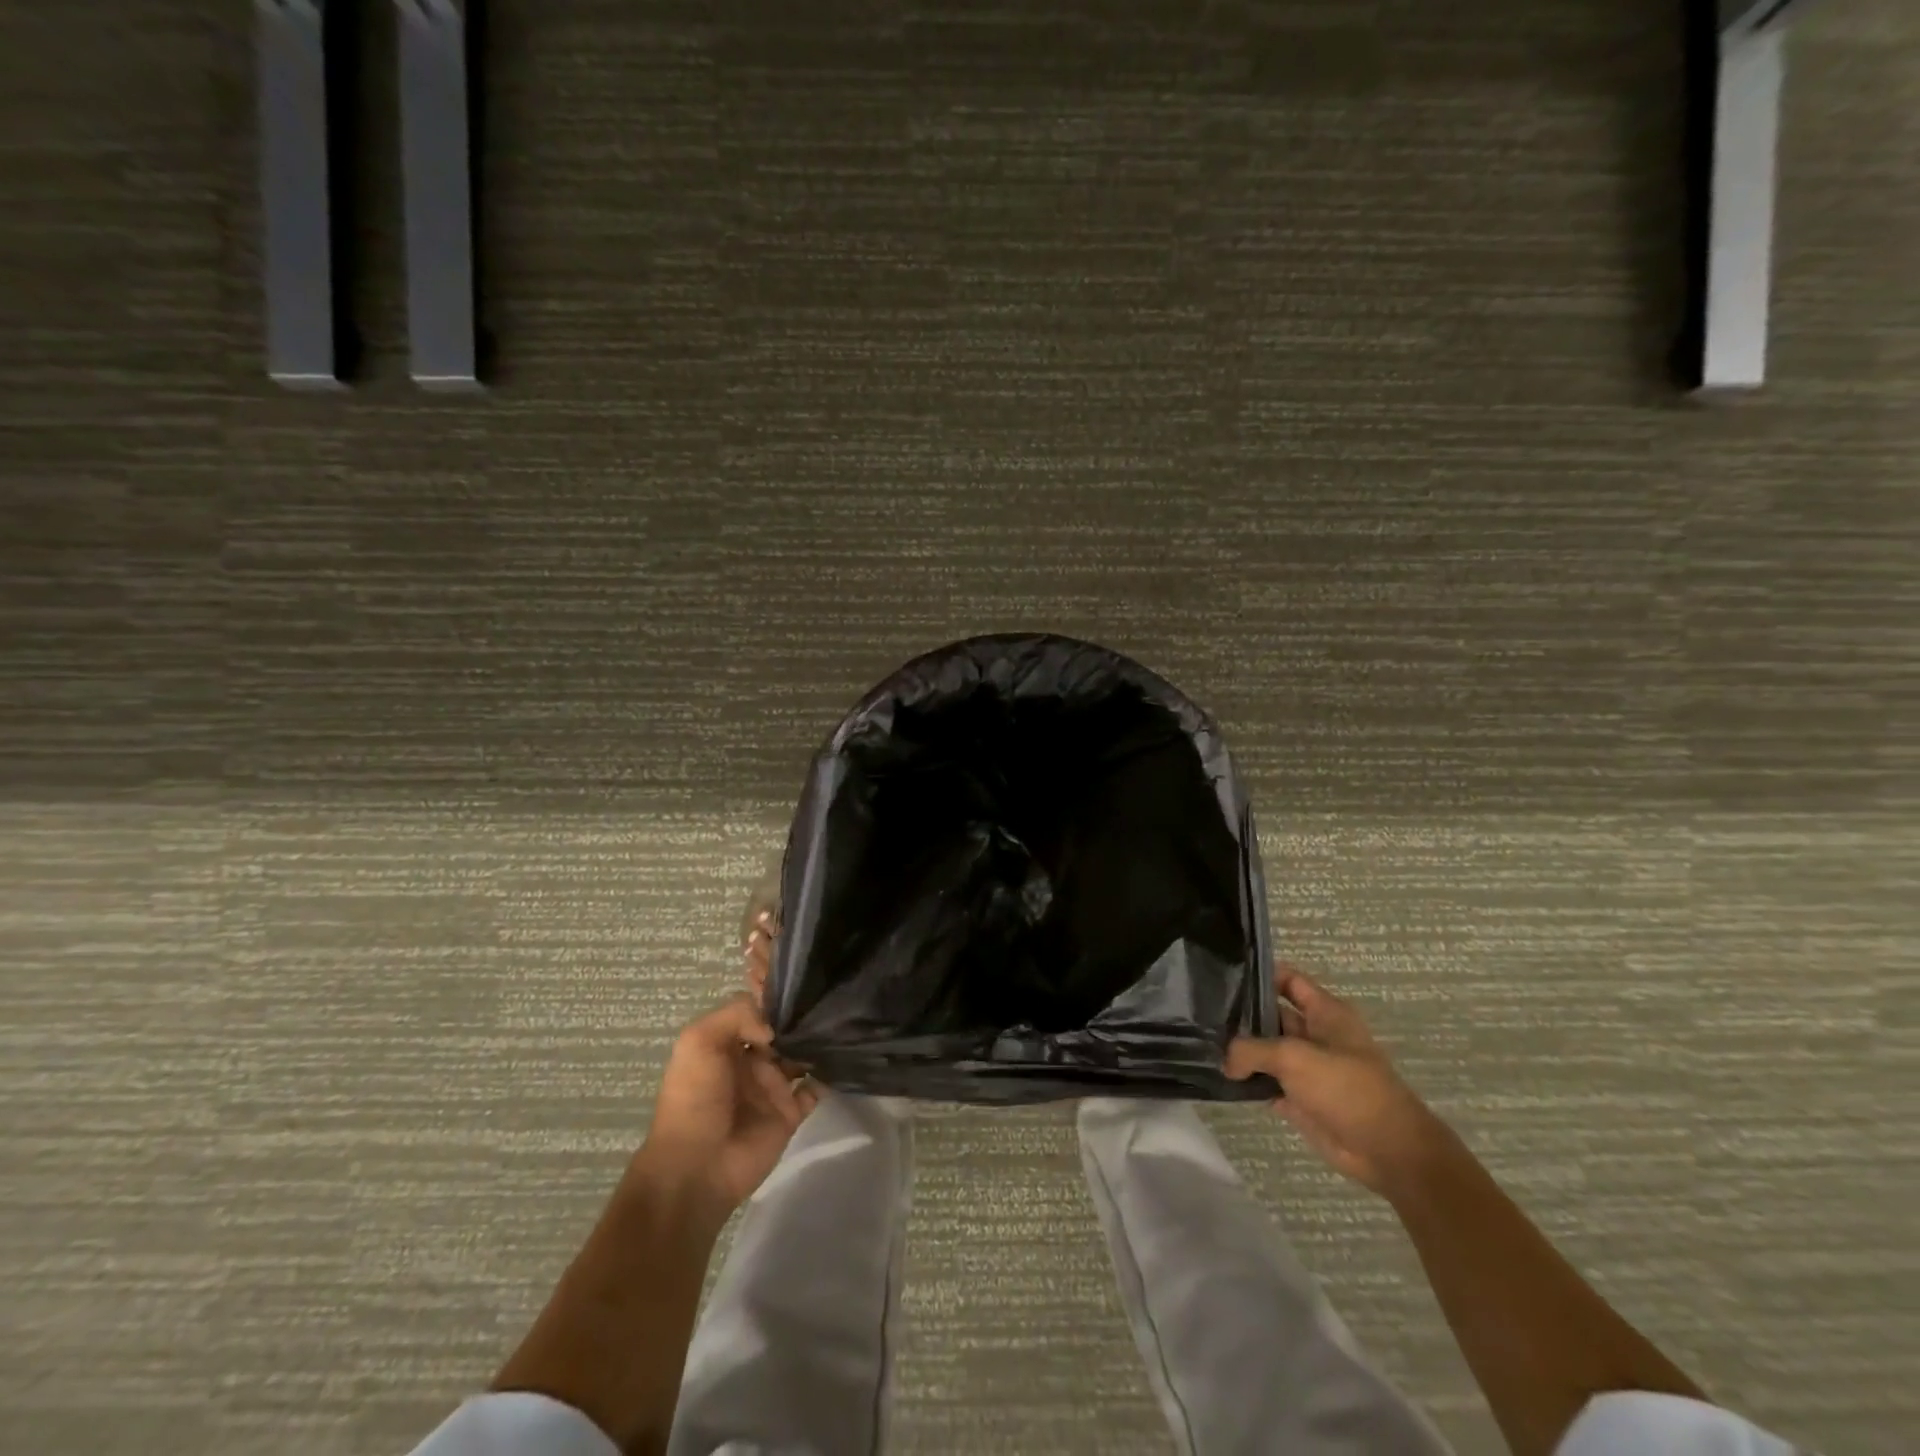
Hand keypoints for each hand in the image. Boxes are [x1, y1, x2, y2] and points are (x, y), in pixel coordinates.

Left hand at [633, 997, 818, 1226]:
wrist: (697, 1166)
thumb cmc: (694, 1098)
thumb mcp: (699, 1041)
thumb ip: (738, 1015)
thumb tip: (776, 1028)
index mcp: (728, 1041)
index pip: (757, 1007)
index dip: (776, 992)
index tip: (804, 978)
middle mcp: (752, 1059)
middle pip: (784, 1027)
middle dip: (803, 1013)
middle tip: (830, 997)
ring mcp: (772, 1086)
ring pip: (802, 1054)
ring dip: (819, 1040)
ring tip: (840, 1023)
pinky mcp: (790, 1112)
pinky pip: (816, 1088)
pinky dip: (829, 1074)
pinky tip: (841, 1057)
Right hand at [1226, 968, 1453, 1199]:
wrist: (1387, 1151)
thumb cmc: (1346, 1088)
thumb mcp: (1293, 1057)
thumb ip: (1252, 1050)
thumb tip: (1226, 1061)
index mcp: (1325, 1013)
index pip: (1289, 980)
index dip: (1260, 975)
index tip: (1225, 976)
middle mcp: (1315, 1034)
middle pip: (1272, 1015)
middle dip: (1242, 1014)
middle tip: (1203, 1013)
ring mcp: (1308, 1068)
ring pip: (1266, 1050)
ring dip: (1241, 1051)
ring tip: (1204, 1042)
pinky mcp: (1301, 1099)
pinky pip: (1267, 1082)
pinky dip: (1248, 1081)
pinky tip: (1220, 1077)